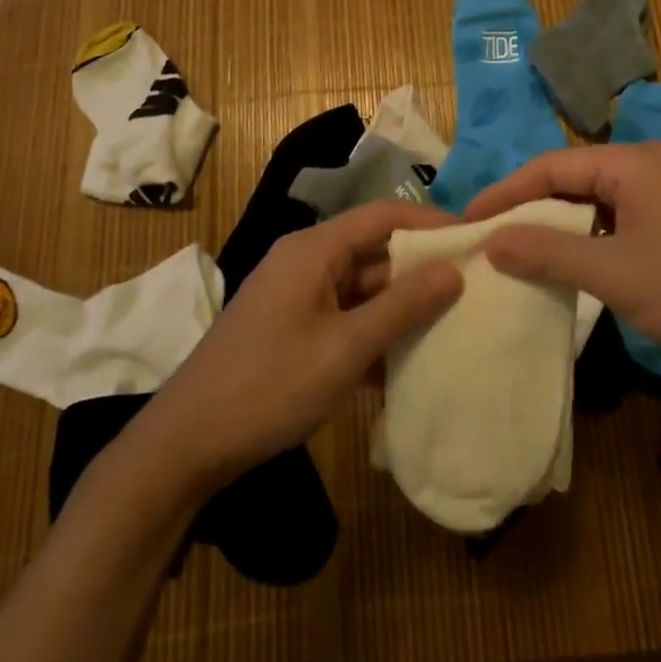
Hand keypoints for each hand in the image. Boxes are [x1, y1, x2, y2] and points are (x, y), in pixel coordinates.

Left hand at [135, 199, 463, 493]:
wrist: (186, 446)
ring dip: (399, 308)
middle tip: (473, 288)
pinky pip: (344, 318)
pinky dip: (373, 334)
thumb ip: (401, 307)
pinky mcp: (292, 329)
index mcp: (314, 250)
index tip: (475, 240)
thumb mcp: (344, 349)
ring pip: (361, 289)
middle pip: (374, 251)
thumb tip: (453, 270)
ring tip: (451, 325)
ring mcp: (297, 297)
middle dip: (420, 270)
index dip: (430, 222)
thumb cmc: (268, 386)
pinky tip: (405, 364)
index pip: (384, 215)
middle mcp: (306, 262)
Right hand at [466, 142, 660, 388]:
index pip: (551, 165)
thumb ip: (548, 253)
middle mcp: (651, 164)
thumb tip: (492, 240)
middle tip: (489, 236)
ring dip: (560, 223)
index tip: (468, 219)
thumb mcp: (614, 274)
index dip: (506, 192)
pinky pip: (622, 216)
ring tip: (521, 249)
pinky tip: (574, 261)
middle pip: (574, 177)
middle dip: (530, 206)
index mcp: (633, 162)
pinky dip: (591, 236)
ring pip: (598, 199)